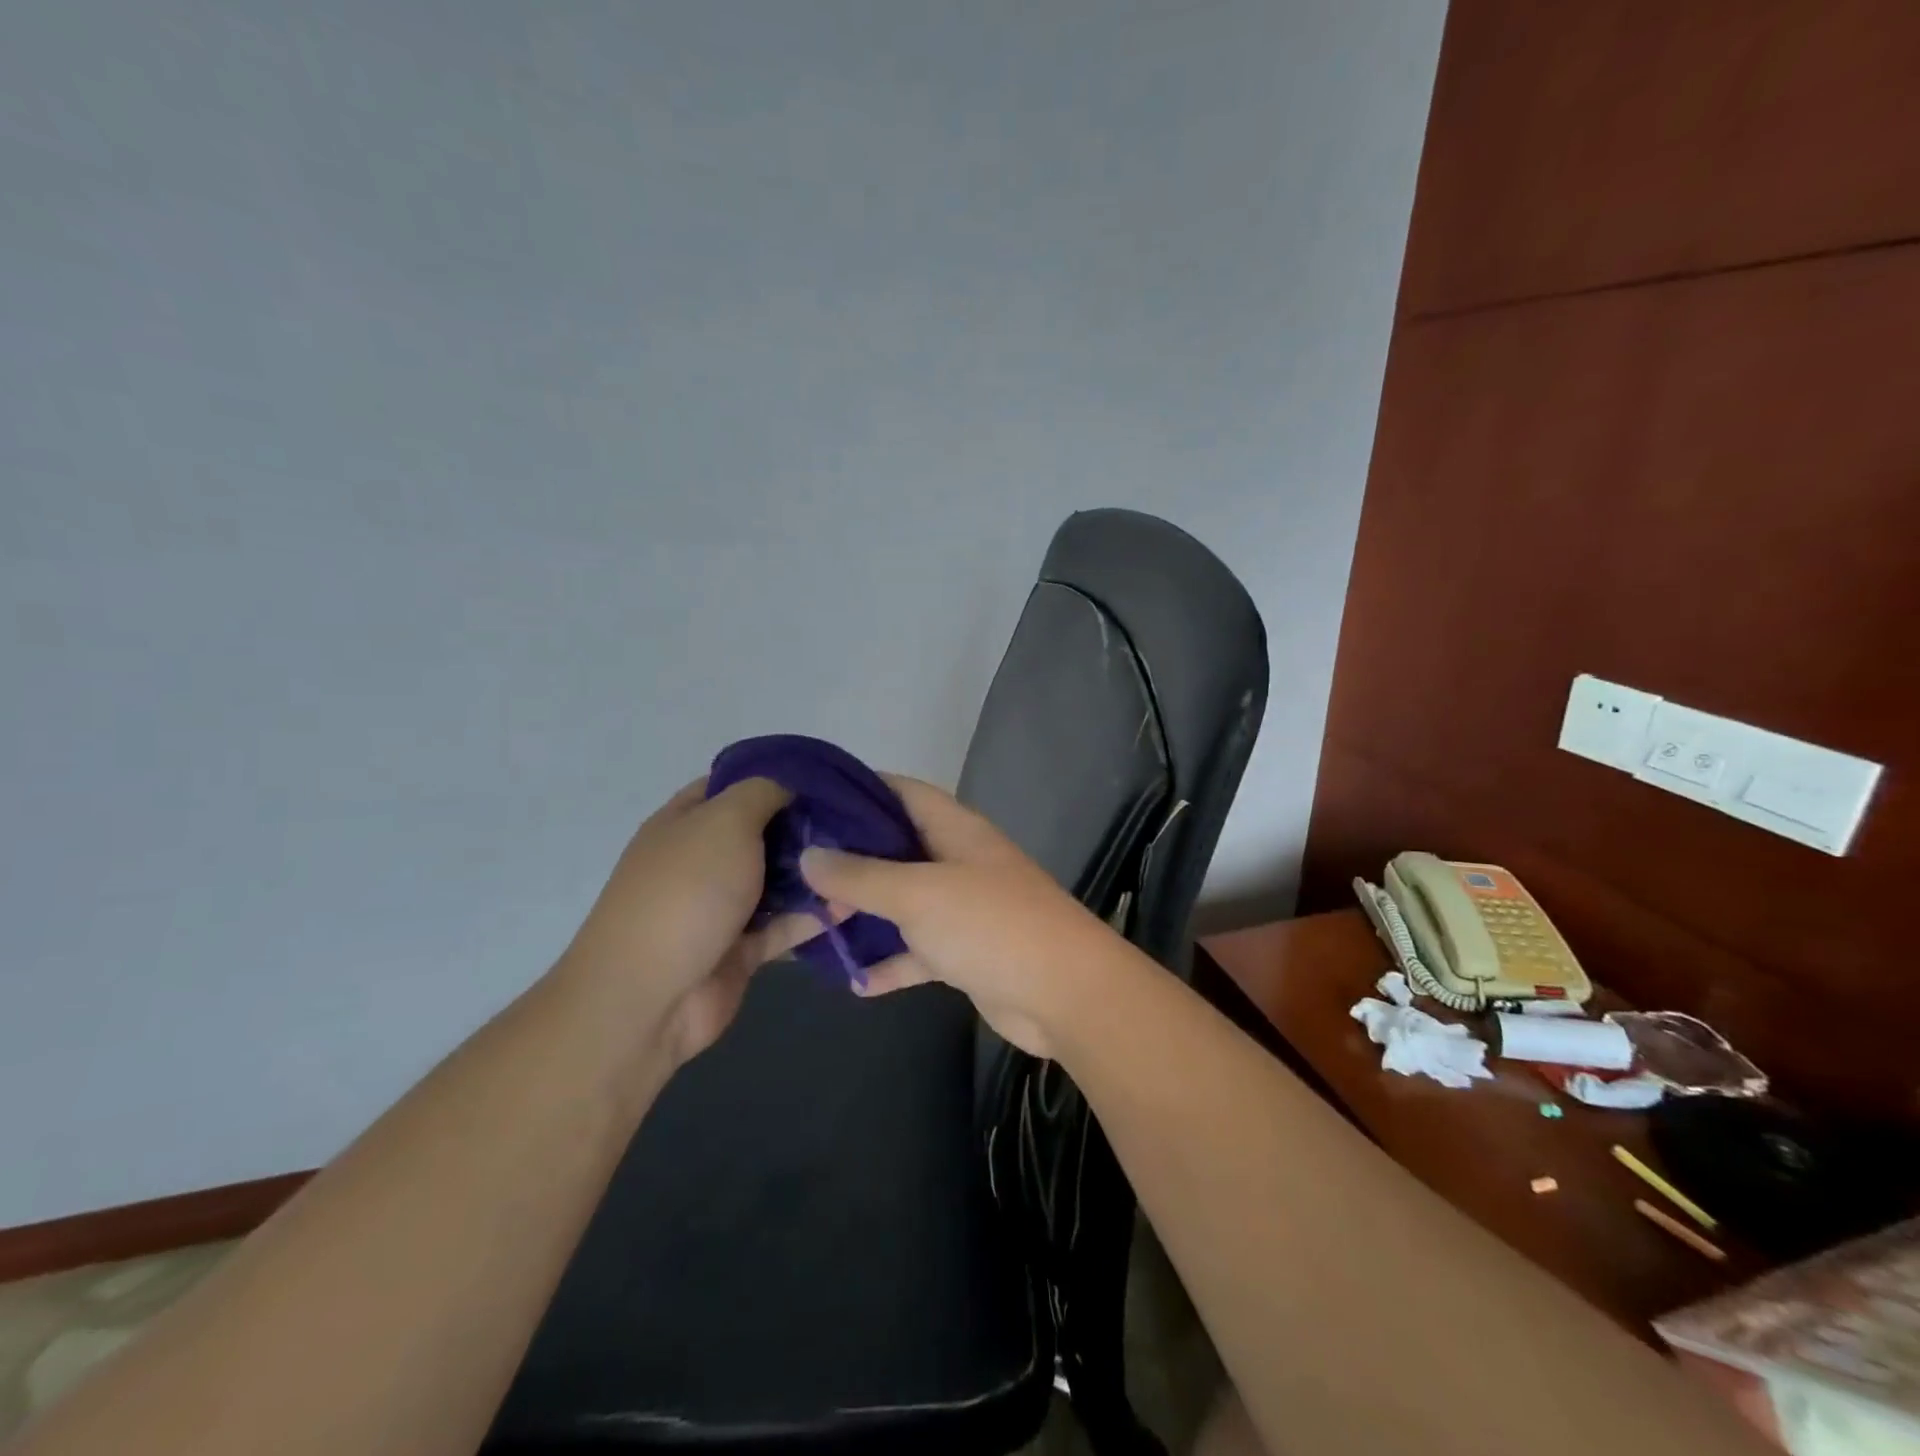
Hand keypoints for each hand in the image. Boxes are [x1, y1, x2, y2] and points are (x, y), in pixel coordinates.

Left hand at [559, 777, 834, 1068]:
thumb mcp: (725, 820)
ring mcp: (720, 907)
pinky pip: (784, 925)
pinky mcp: (740, 949)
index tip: (827, 778)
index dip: (776, 775)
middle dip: (806, 825)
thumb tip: (791, 784)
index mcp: (686, 821)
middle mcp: (702, 859)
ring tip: (866, 858)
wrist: (648, 998)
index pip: (733, 784)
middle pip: (762, 832)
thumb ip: (763, 792)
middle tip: (858, 819)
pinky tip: (854, 903)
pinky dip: (815, 916)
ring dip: (815, 872)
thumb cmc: (687, 891)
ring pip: (777, 880)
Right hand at [798, 776, 1115, 1057]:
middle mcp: (958, 861)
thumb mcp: (919, 894)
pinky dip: (891, 963)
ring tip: (812, 922)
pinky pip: (918, 951)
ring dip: (864, 914)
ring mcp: (964, 908)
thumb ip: (862, 874)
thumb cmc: (991, 925)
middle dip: (850, 859)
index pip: (901, 792)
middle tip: (797, 870)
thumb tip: (809, 854)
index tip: (810, 800)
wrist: (1065, 994)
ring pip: (903, 903)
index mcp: (954, 829)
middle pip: (896, 848)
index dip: (858, 789)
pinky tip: (855, 981)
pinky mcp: (966, 952)